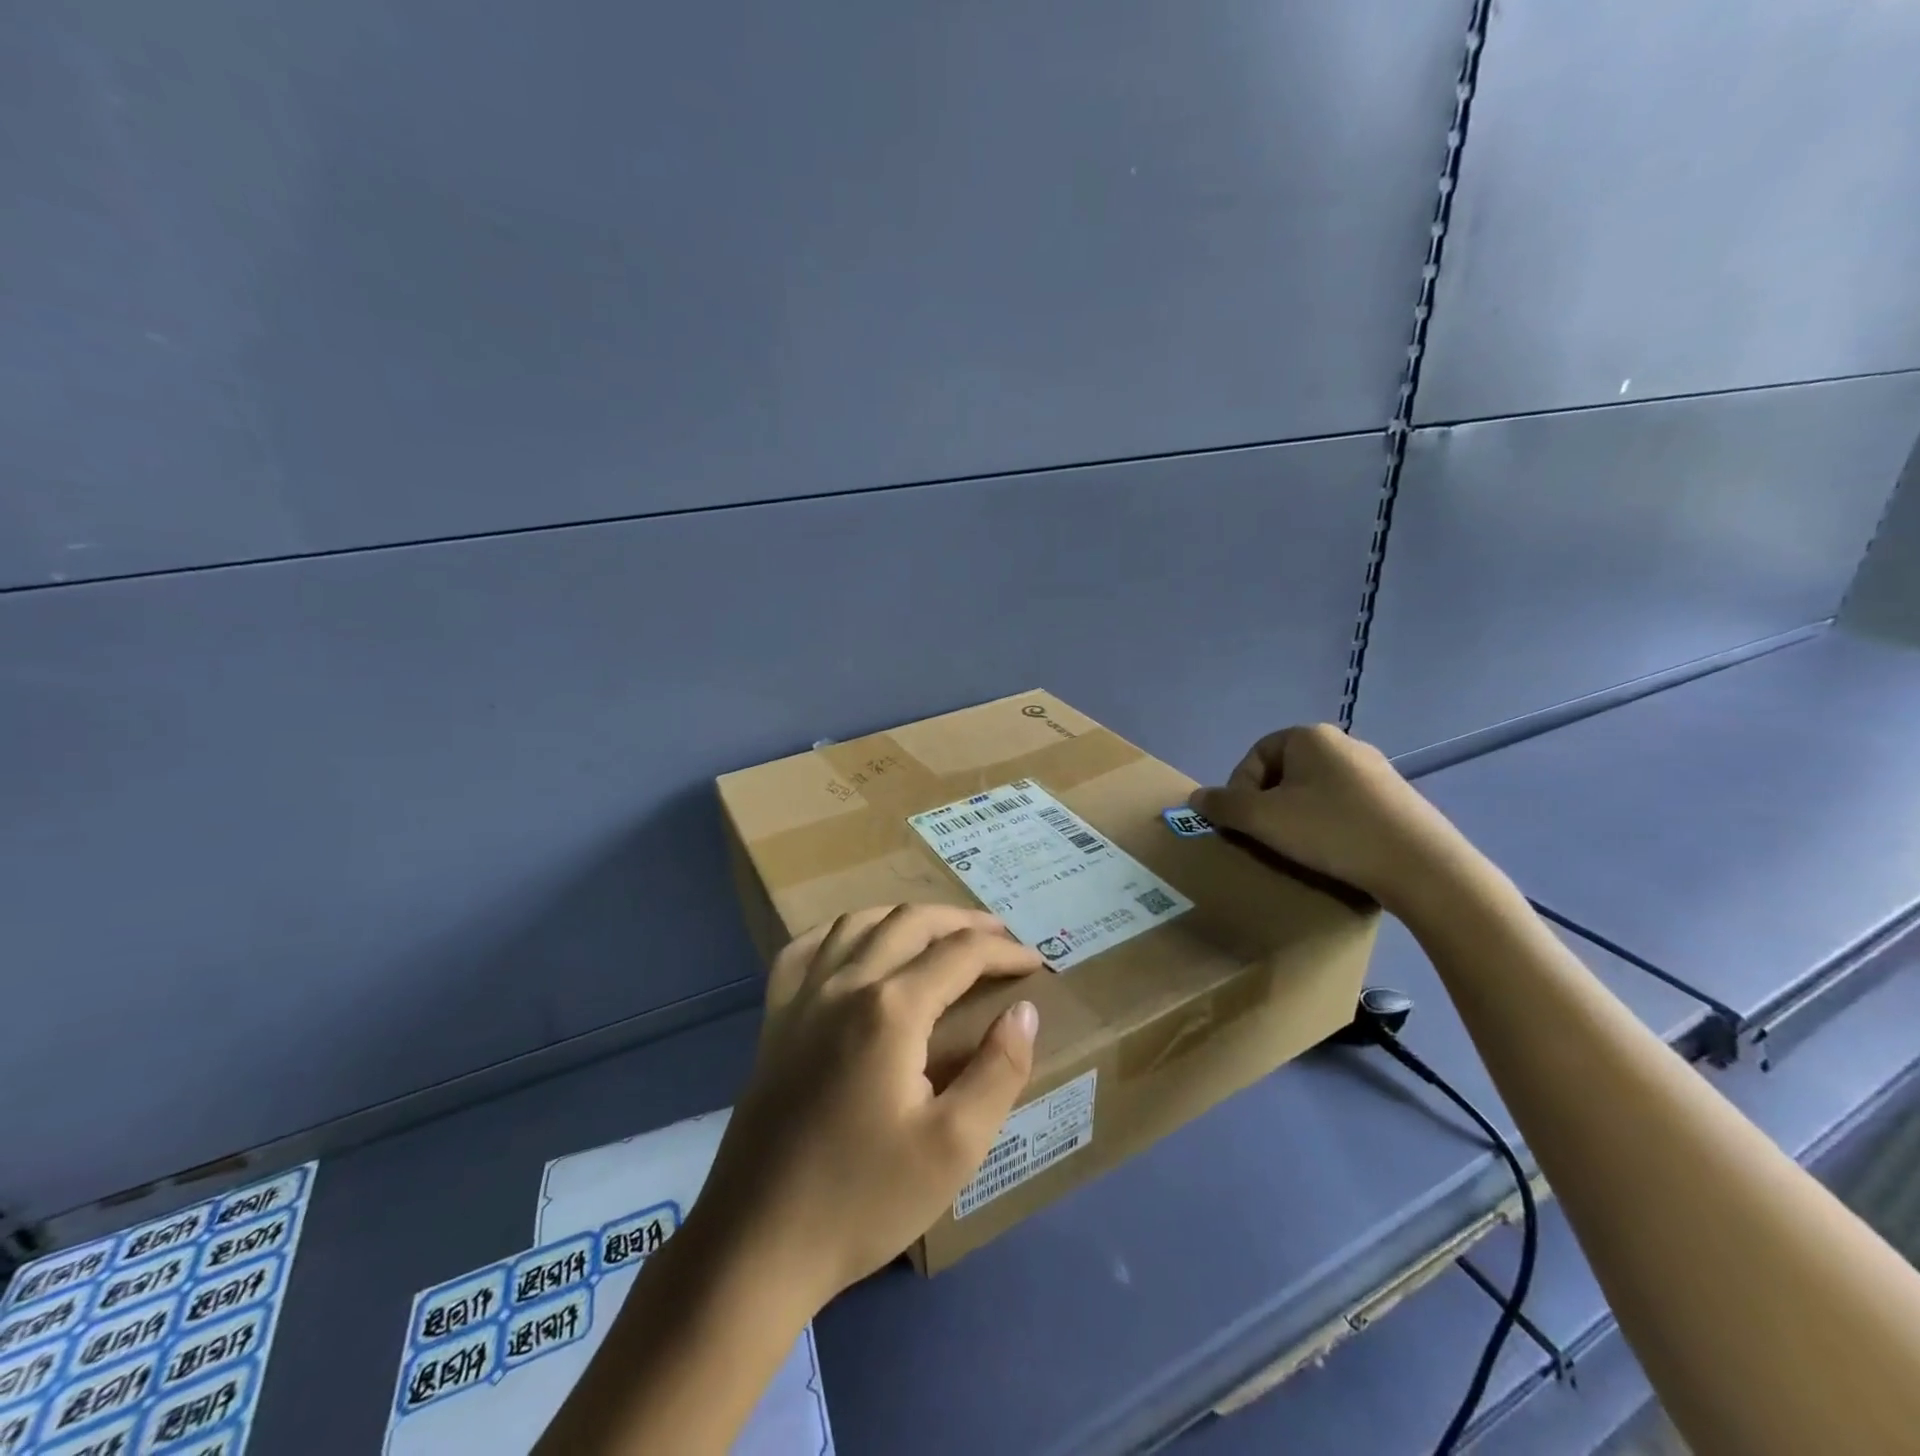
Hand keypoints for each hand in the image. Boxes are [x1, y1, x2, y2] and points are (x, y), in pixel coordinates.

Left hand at [693, 904, 1042, 1312]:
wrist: (758, 1242)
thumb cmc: (864, 1199)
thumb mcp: (953, 1148)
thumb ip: (998, 1070)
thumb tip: (1024, 1011)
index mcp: (891, 1009)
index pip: (960, 954)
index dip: (1004, 952)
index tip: (1035, 963)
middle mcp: (845, 983)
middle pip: (910, 922)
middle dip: (961, 921)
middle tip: (998, 938)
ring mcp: (802, 997)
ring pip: (858, 923)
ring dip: (906, 917)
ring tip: (938, 932)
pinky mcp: (774, 1019)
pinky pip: (806, 950)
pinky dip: (840, 932)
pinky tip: (854, 945)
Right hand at [1190, 724, 1476, 914]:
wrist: (1421, 865)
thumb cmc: (1332, 831)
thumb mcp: (1263, 820)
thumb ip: (1223, 806)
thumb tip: (1196, 798)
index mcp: (1309, 737)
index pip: (1255, 755)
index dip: (1240, 789)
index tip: (1245, 823)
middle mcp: (1342, 743)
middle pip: (1284, 771)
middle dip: (1268, 803)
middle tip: (1267, 836)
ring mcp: (1374, 769)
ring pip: (1314, 789)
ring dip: (1297, 815)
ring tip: (1299, 847)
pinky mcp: (1396, 796)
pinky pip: (1344, 804)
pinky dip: (1329, 823)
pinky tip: (1335, 850)